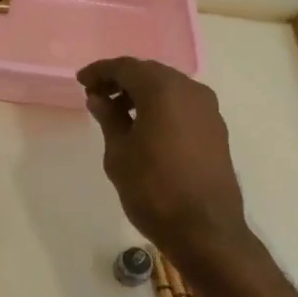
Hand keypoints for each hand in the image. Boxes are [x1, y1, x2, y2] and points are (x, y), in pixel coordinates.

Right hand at [78, 58, 249, 268]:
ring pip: (169, 88)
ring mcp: (208, 109)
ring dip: (142, 93)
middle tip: (96, 95)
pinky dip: (162, 107)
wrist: (205, 229)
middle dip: (122, 80)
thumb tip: (99, 98)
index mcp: (164, 89)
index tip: (81, 81)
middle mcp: (190, 90)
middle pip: (150, 73)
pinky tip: (145, 126)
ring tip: (118, 113)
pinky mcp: (216, 129)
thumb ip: (109, 118)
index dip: (100, 71)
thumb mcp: (119, 153)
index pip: (126, 67)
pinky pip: (183, 105)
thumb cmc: (153, 189)